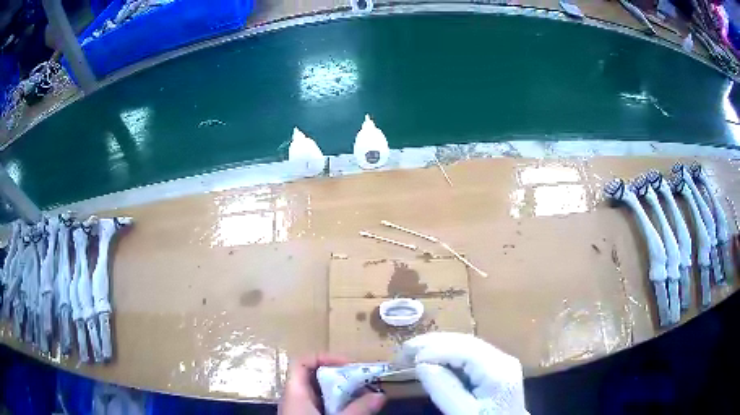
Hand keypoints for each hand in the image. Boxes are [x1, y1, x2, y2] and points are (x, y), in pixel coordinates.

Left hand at [278, 353, 385, 414]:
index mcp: (295, 394)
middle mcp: (295, 398)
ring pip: (321, 392)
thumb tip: (381, 395)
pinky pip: (324, 405)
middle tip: (365, 379)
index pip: (301, 362)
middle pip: (314, 376)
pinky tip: (356, 409)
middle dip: (341, 375)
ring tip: (366, 393)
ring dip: (344, 390)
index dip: (324, 357)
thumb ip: (358, 410)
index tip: (349, 364)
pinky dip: (340, 403)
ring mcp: (301, 410)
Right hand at [402, 332, 526, 414]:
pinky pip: (469, 355)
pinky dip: (448, 354)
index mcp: (498, 370)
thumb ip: (444, 389)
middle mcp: (503, 358)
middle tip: (403, 349)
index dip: (435, 348)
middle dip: (433, 343)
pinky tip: (432, 358)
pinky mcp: (496, 367)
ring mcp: (501, 361)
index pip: (465, 348)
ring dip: (438, 346)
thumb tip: (421, 363)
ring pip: (466, 345)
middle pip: (466, 342)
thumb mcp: (463, 413)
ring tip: (412, 351)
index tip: (407, 357)